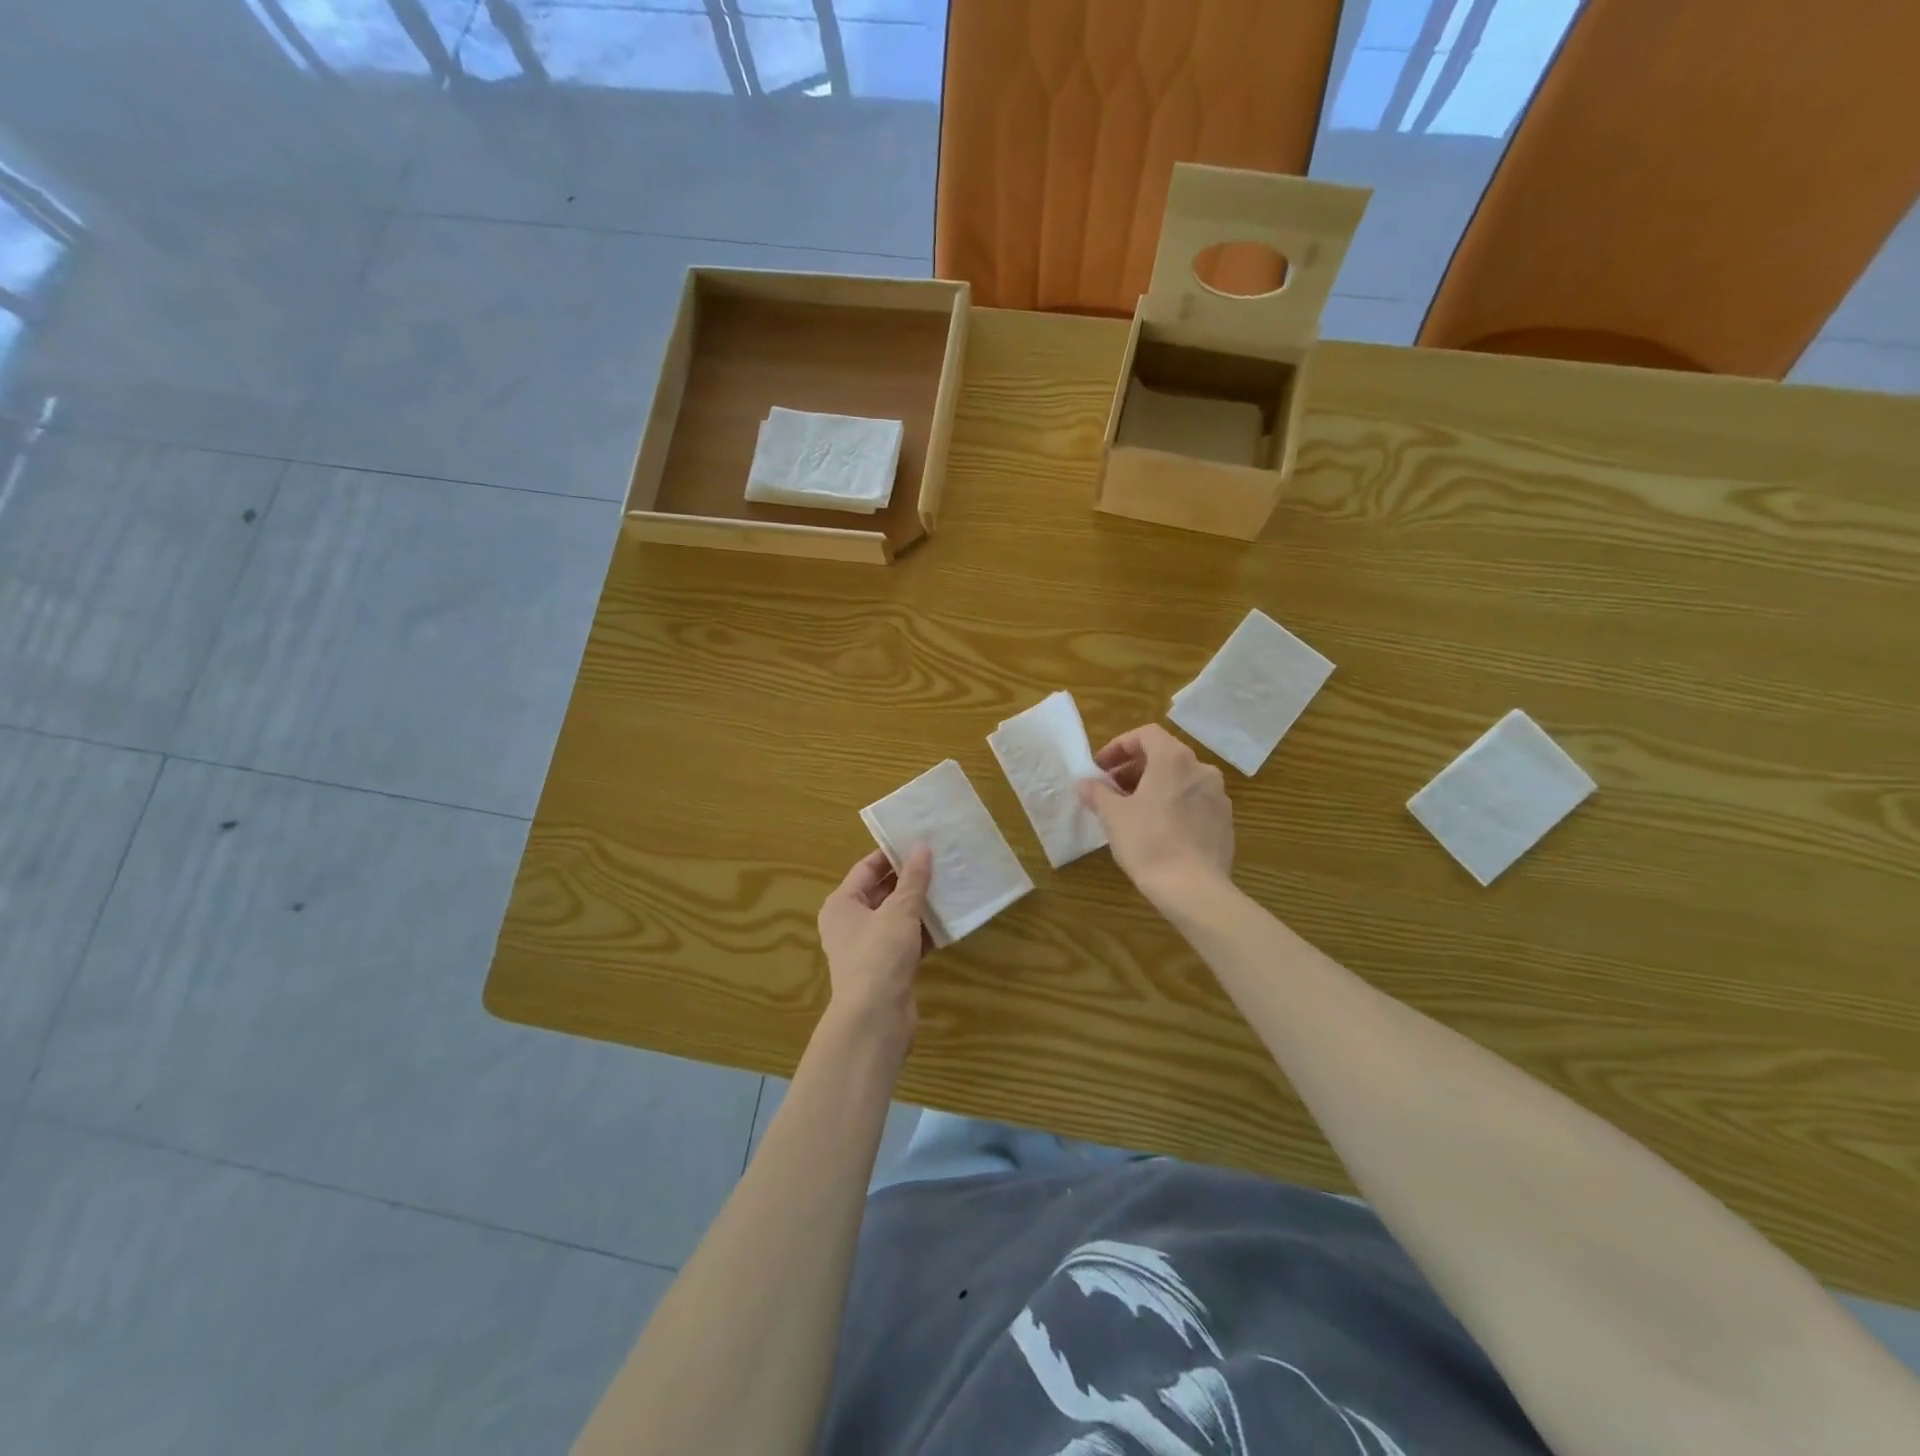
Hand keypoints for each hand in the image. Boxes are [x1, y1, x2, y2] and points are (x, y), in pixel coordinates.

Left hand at [816, 845, 933, 1047]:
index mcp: (842, 904)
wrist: (875, 1019)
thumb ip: (913, 879)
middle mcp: (851, 923)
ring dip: (920, 904)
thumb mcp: (899, 911)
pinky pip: (907, 940)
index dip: (892, 854)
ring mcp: (869, 947)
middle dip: (910, 878)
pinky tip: (948, 921)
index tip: (920, 841)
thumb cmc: (879, 956)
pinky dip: (924, 931)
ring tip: (949, 885)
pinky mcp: (887, 968)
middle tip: (940, 861)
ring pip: (896, 917)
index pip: (866, 868)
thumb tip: (922, 847)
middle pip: (882, 891)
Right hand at [1079, 724, 1233, 902]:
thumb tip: (1084, 783)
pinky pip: (1194, 801)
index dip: (1119, 746)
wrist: (1194, 888)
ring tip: (1132, 810)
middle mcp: (1201, 769)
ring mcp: (1218, 795)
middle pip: (1164, 755)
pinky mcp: (1225, 821)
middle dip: (1134, 768)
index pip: (1146, 734)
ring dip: (1154, 786)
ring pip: (1181, 779)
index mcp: (1174, 759)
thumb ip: (1097, 793)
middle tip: (1111, 789)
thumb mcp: (1113, 815)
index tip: (1101, 768)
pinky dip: (1174, 804)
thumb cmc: (1148, 842)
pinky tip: (1158, 829)